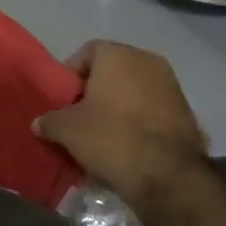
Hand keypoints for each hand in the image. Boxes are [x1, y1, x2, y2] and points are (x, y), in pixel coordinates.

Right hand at [34, 40, 207, 200]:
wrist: (167, 172)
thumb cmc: (111, 137)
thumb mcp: (68, 130)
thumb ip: (50, 121)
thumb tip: (39, 123)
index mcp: (117, 54)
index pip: (88, 52)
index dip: (72, 74)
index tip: (64, 98)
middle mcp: (147, 59)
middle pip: (113, 70)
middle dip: (97, 90)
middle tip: (81, 116)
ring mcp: (171, 83)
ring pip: (136, 89)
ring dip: (120, 105)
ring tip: (105, 134)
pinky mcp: (186, 109)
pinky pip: (154, 108)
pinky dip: (141, 120)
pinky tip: (130, 144)